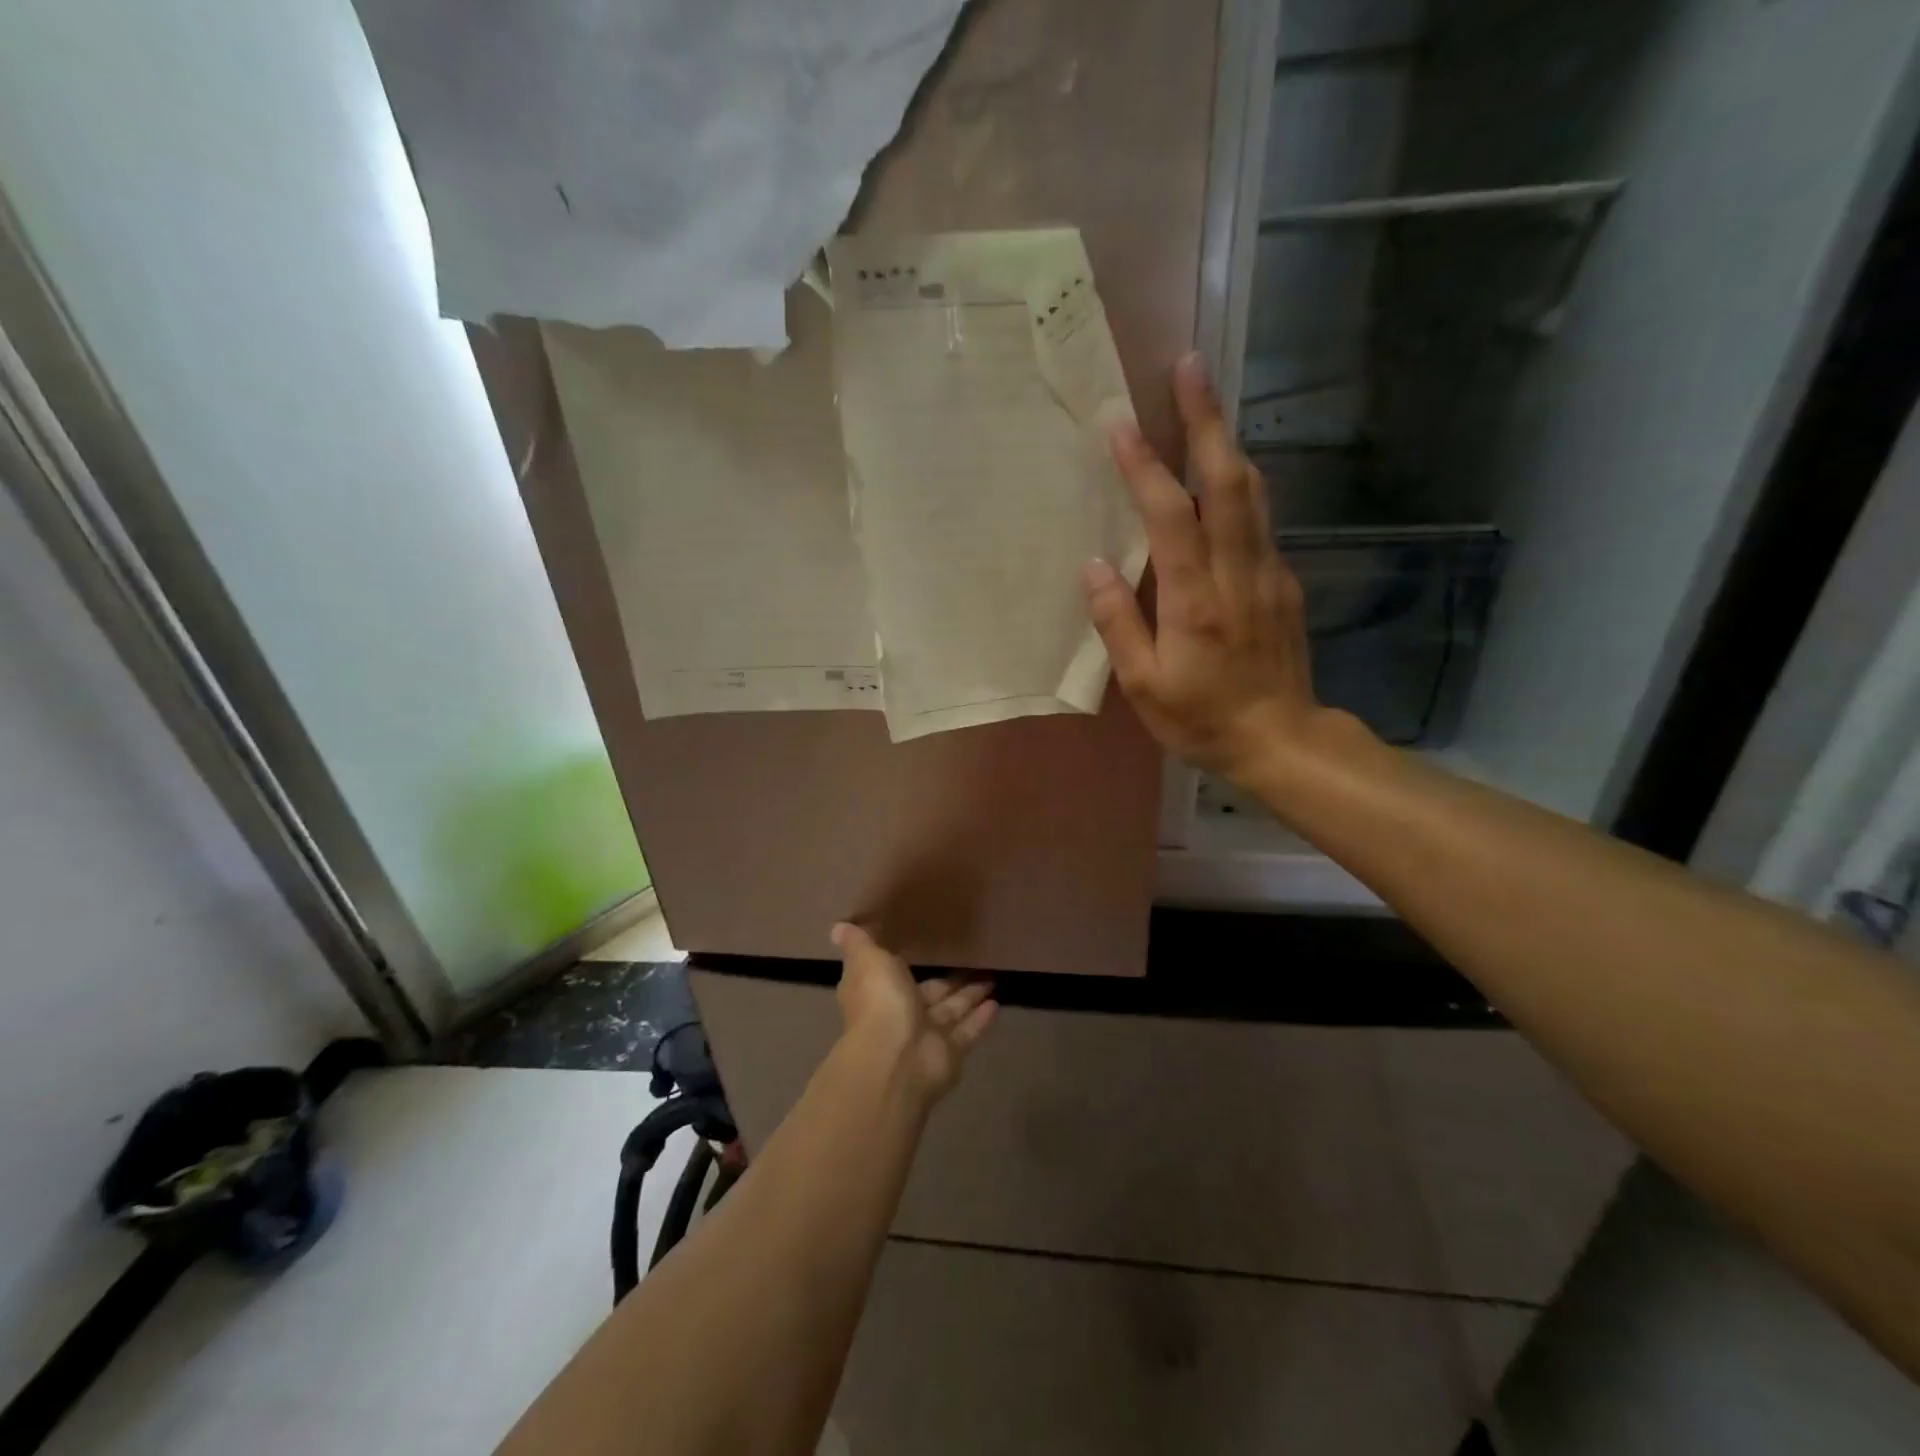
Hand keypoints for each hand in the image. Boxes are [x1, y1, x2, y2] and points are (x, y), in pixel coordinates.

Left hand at [831, 923, 995, 1104]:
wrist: (895, 1059)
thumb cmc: (880, 1003)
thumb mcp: (867, 960)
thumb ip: (859, 943)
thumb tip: (838, 927)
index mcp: (878, 992)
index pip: (892, 975)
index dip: (904, 964)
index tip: (923, 947)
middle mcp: (901, 1015)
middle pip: (930, 994)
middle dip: (949, 981)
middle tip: (974, 963)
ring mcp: (926, 1037)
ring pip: (952, 1011)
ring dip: (970, 996)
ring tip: (992, 978)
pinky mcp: (950, 1054)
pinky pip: (967, 1032)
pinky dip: (980, 1019)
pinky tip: (997, 1003)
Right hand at [1084, 353, 1344, 788]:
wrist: (1281, 740)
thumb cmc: (1201, 718)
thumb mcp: (1143, 686)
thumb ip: (1118, 623)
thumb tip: (1094, 565)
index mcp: (1195, 599)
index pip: (1170, 515)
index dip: (1145, 465)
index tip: (1120, 420)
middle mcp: (1238, 572)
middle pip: (1227, 480)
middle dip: (1206, 419)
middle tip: (1188, 366)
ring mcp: (1268, 571)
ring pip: (1252, 491)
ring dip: (1226, 439)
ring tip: (1203, 400)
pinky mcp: (1283, 580)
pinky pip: (1260, 518)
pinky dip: (1237, 482)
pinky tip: (1220, 471)